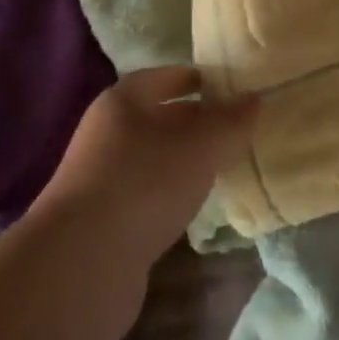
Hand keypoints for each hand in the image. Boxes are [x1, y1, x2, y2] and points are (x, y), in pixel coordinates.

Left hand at [28, 68, 258, 325]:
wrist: (83, 263)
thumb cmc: (145, 182)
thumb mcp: (201, 144)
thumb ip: (231, 120)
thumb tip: (255, 98)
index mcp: (123, 102)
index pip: (166, 77)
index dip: (200, 78)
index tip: (234, 88)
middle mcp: (108, 133)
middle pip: (160, 117)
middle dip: (198, 121)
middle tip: (240, 128)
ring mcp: (103, 178)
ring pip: (156, 157)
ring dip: (187, 160)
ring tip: (227, 165)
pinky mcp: (106, 219)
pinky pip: (148, 192)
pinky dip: (174, 192)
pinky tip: (198, 204)